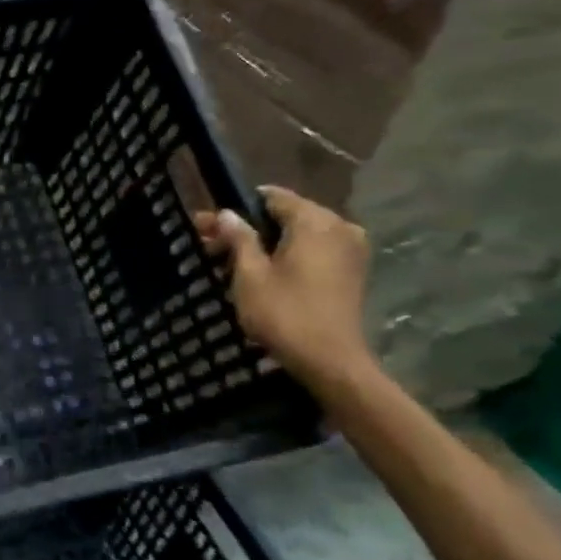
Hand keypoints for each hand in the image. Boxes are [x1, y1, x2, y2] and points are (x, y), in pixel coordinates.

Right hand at [195, 187, 372, 386]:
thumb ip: (239, 238)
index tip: (208, 225)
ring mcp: (351, 249)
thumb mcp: (250, 275)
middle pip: (286, 216)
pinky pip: (313, 251)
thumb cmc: (285, 314)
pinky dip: (287, 256)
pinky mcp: (352, 271)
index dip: (237, 208)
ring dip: (266, 244)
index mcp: (315, 221)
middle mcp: (339, 226)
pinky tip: (261, 273)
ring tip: (230, 263)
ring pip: (299, 235)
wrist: (331, 362)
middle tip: (211, 245)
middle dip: (249, 227)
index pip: (272, 197)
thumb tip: (227, 214)